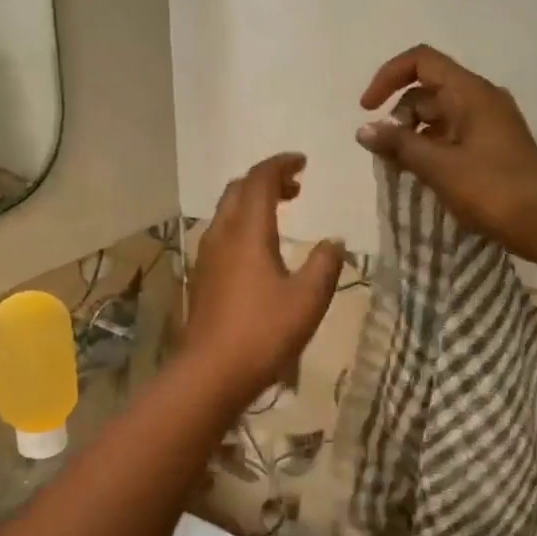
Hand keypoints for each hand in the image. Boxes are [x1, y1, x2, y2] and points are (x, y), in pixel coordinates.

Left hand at [182, 153, 343, 404]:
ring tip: (281, 213)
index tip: (303, 162)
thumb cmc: (264, 332)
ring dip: (252, 202)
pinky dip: (243, 224)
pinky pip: (222, 233)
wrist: (211, 373)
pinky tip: (260, 249)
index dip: (281, 164)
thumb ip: (325, 264)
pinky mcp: (202, 277)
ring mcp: (207, 256)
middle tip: (295, 187)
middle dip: (266, 180)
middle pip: (238, 189)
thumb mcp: (308, 299)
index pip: (260, 179)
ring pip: (227, 211)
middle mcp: (222, 235)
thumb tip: (334, 241)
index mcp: (247, 231)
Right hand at [357, 44, 536, 259]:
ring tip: (400, 168)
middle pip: (427, 90)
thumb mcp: (438, 166)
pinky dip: (430, 148)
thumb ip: (398, 145)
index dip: (387, 77)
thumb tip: (363, 129)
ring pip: (438, 116)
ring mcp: (489, 123)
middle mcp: (480, 99)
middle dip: (399, 116)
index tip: (367, 110)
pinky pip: (452, 135)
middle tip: (387, 154)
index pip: (421, 61)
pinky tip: (421, 175)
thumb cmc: (492, 190)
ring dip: (413, 135)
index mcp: (470, 92)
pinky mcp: (492, 147)